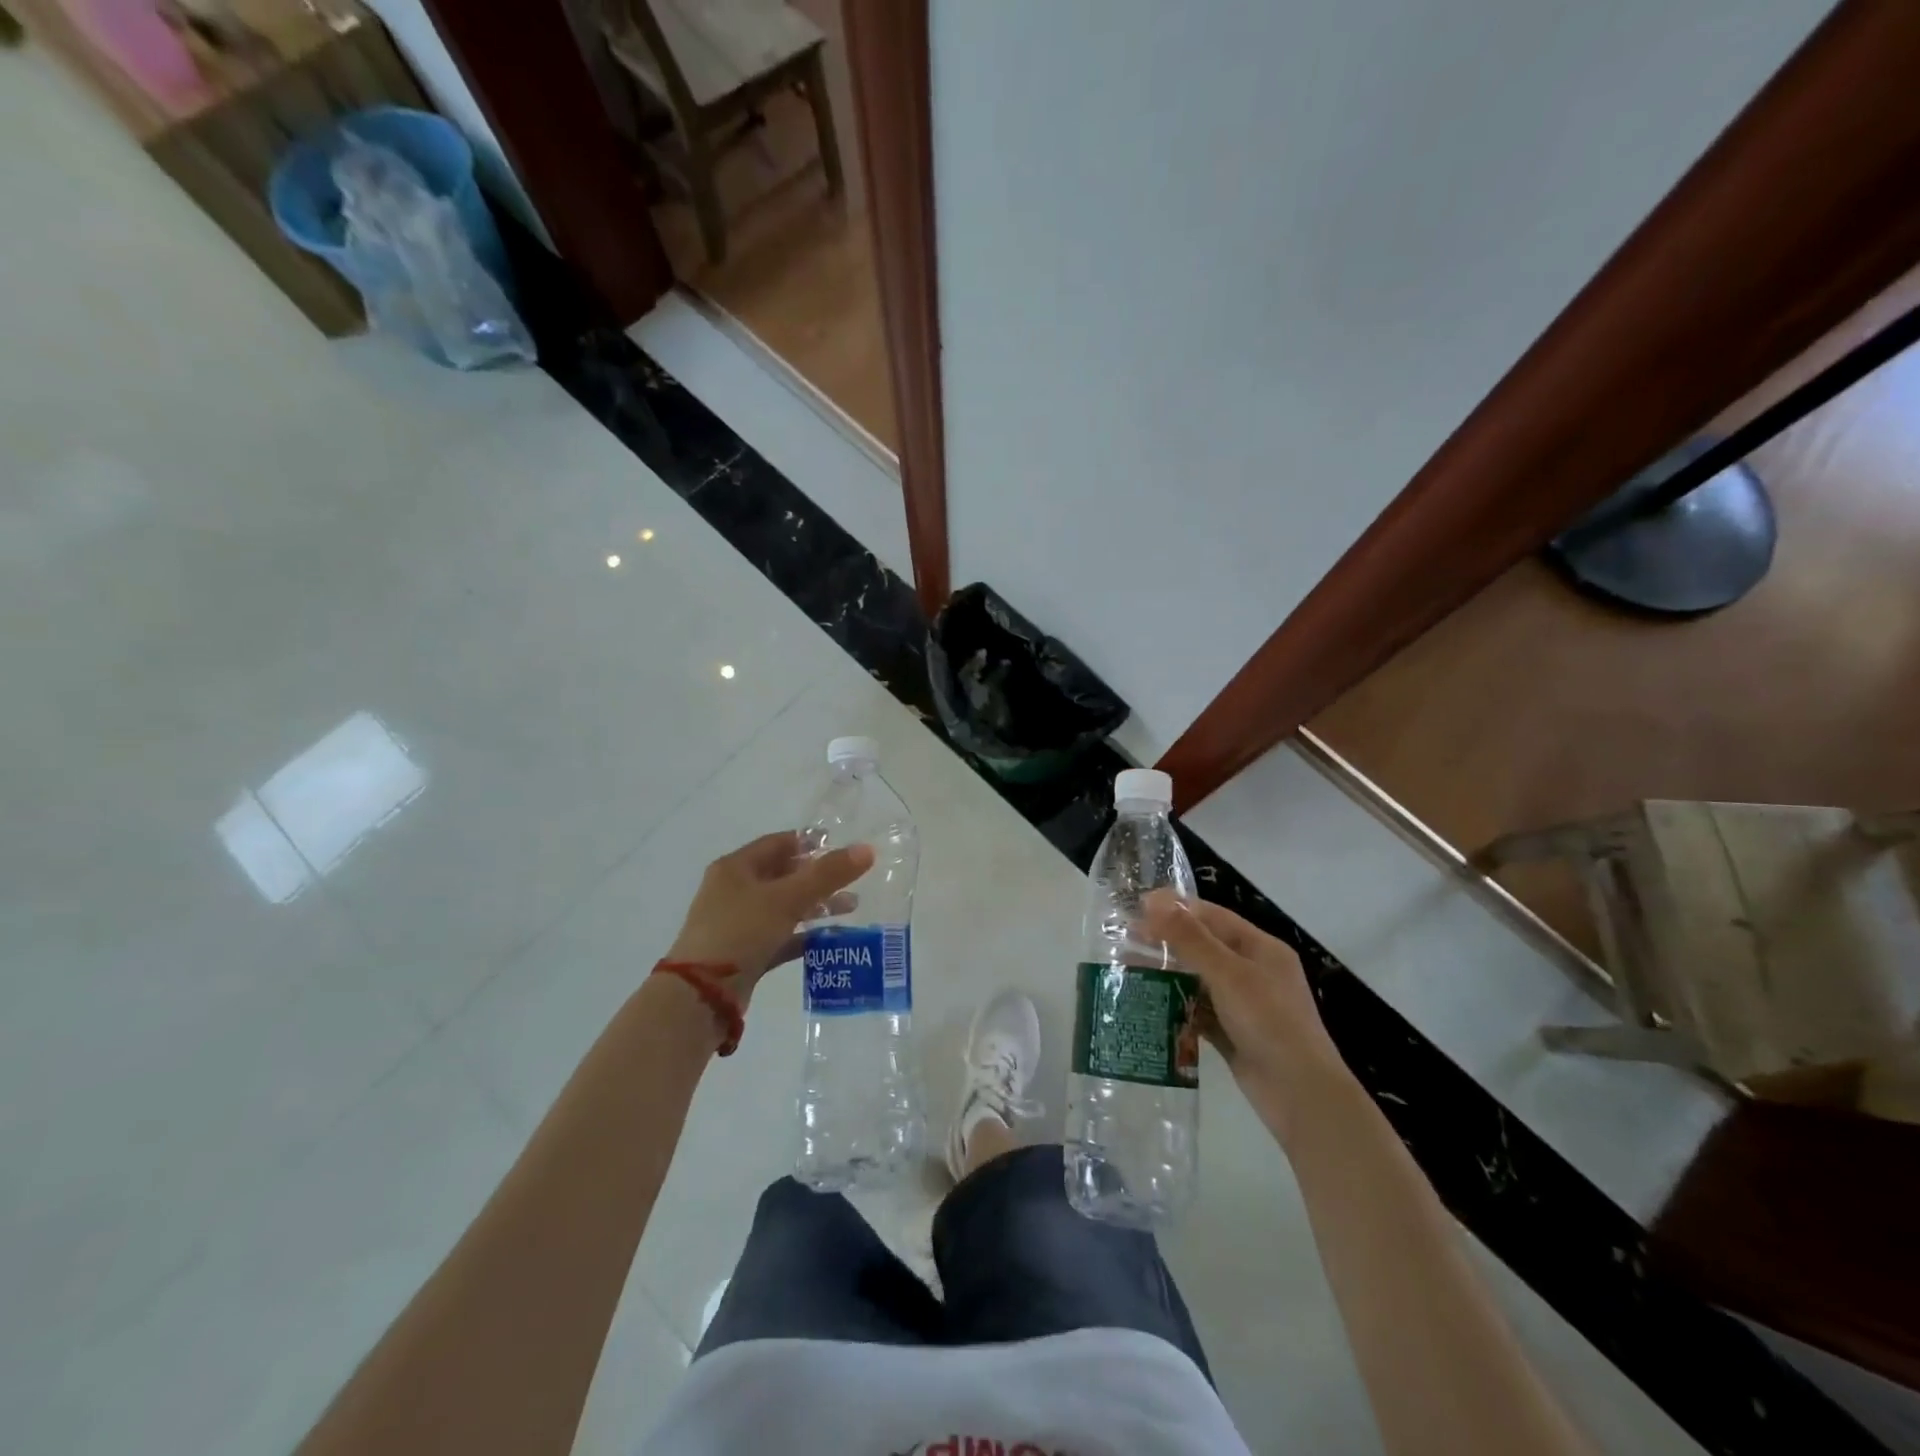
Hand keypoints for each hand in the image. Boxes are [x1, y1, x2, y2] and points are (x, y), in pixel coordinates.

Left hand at [667, 831, 872, 1001]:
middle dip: (818, 877)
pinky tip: (831, 938)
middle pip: (782, 875)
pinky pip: (781, 936)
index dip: (810, 843)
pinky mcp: (745, 953)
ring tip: (851, 907)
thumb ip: (827, 874)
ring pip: (784, 907)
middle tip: (853, 879)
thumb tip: (866, 850)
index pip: (778, 843)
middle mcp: (734, 891)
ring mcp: (738, 924)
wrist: (701, 995)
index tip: (842, 847)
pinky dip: (804, 935)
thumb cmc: (740, 932)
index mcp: (736, 868)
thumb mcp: (787, 898)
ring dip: (815, 905)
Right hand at [1143, 890, 1350, 1138]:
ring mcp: (1243, 1005)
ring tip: (1127, 969)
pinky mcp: (1232, 1033)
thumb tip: (1154, 901)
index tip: (1137, 907)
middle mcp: (1253, 971)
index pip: (1213, 916)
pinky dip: (1176, 1005)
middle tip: (1124, 939)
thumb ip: (1190, 938)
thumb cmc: (1269, 1023)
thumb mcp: (1228, 974)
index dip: (1176, 908)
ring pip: (1197, 979)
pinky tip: (1147, 1003)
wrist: (1301, 1096)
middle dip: (1166, 942)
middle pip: (1203, 946)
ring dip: (1167, 973)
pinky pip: (1198, 1011)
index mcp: (1261, 949)